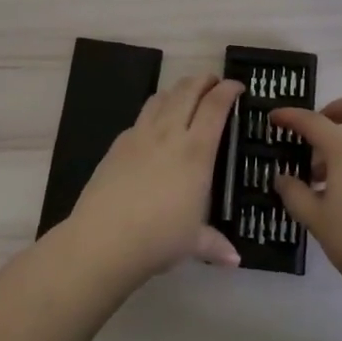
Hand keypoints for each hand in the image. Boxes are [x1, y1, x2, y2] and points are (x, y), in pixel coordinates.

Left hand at [64, 74, 244, 281]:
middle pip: (187, 91)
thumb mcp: (194, 243)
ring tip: (185, 94)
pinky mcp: (118, 144)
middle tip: (213, 81)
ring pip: (161, 97)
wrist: (104, 238)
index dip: (228, 90)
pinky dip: (153, 111)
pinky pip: (140, 117)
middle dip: (203, 80)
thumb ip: (215, 244)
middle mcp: (169, 134)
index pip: (215, 107)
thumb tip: (234, 259)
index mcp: (196, 151)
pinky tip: (154, 126)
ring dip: (177, 90)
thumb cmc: (159, 238)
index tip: (237, 86)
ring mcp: (140, 135)